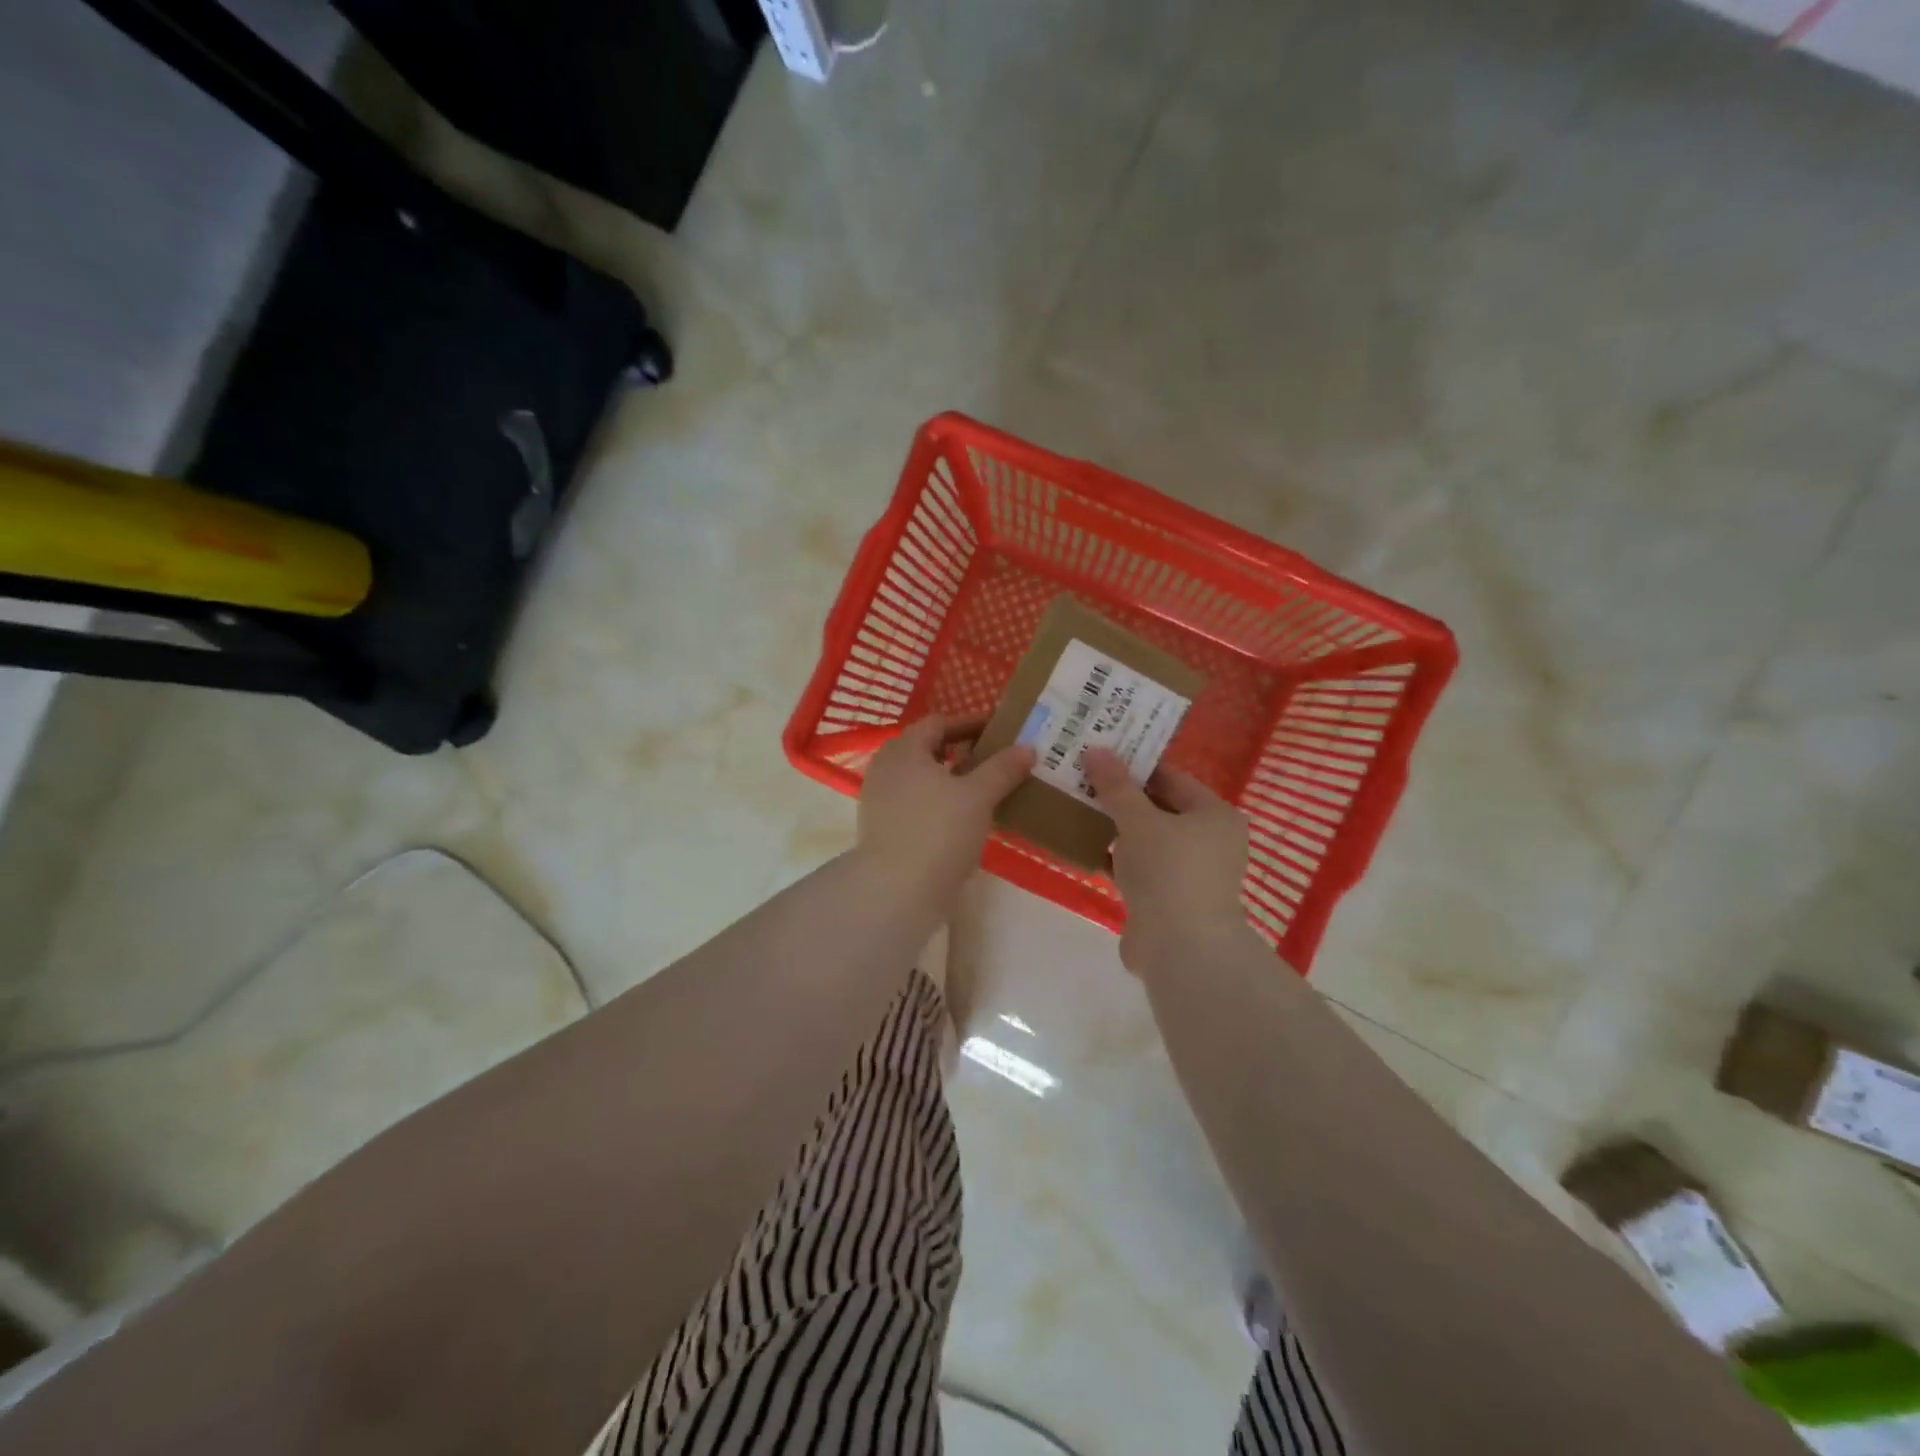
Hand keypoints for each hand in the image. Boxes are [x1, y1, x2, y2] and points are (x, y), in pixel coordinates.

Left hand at [857, 715, 1034, 897]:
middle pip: (929, 750)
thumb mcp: (978, 796)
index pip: (939, 723)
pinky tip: (966, 818)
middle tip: (999, 759)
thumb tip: (1027, 747)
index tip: (1001, 731)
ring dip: (954, 780)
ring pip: (924, 779)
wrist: (895, 892)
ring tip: (989, 790)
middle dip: (964, 752)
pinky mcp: (884, 828)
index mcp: (904, 749)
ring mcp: (881, 800)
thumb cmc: (937, 832)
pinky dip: (941, 803)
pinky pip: (918, 804)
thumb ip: (1002, 768)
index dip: (971, 723)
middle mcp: (886, 768)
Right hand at [1083, 747, 1250, 976]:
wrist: (1180, 949)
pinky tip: (1083, 846)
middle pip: (1159, 808)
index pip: (1173, 778)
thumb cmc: (1169, 871)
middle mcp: (1209, 841)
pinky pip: (1138, 868)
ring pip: (1146, 840)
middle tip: (1082, 777)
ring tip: (1076, 806)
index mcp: (1215, 816)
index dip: (1136, 765)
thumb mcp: (1138, 821)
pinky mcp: (1167, 900)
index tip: (1101, 754)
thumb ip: (1116, 786)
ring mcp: (1188, 873)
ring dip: (1115, 827)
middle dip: (1121, 796)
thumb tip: (1096, 750)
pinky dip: (1115, 859)